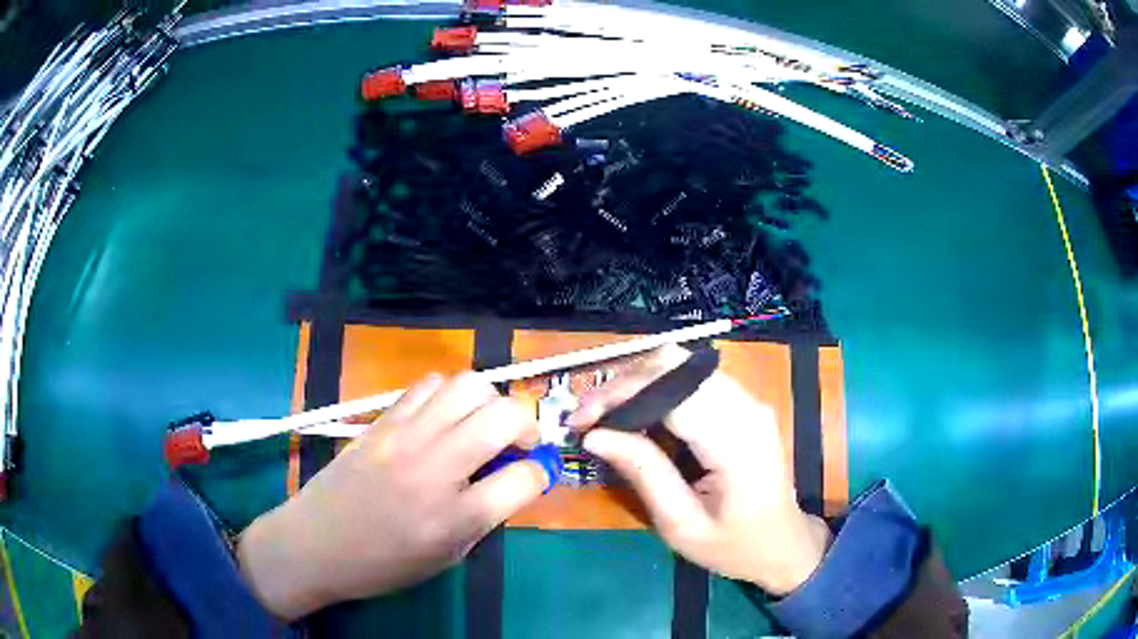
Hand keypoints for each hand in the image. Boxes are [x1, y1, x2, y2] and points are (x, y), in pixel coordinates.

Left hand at [238, 374, 546, 619]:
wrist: (315, 544)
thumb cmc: (384, 564)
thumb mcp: (447, 557)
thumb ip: (486, 515)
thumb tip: (515, 477)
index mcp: (455, 517)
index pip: (525, 478)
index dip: (540, 475)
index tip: (533, 477)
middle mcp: (434, 468)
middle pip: (504, 415)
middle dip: (527, 426)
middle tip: (517, 444)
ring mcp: (404, 436)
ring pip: (468, 385)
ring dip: (489, 402)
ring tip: (481, 424)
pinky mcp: (382, 420)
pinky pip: (428, 386)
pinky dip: (448, 395)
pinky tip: (443, 418)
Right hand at [567, 345, 831, 594]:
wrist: (784, 545)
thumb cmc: (734, 545)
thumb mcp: (681, 524)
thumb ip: (642, 473)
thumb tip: (595, 435)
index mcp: (735, 439)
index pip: (670, 389)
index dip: (618, 395)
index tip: (579, 420)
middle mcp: (746, 406)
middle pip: (675, 363)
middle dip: (623, 384)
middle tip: (588, 418)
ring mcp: (749, 400)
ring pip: (681, 364)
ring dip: (638, 384)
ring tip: (606, 417)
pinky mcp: (744, 404)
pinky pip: (693, 379)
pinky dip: (658, 390)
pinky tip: (638, 417)